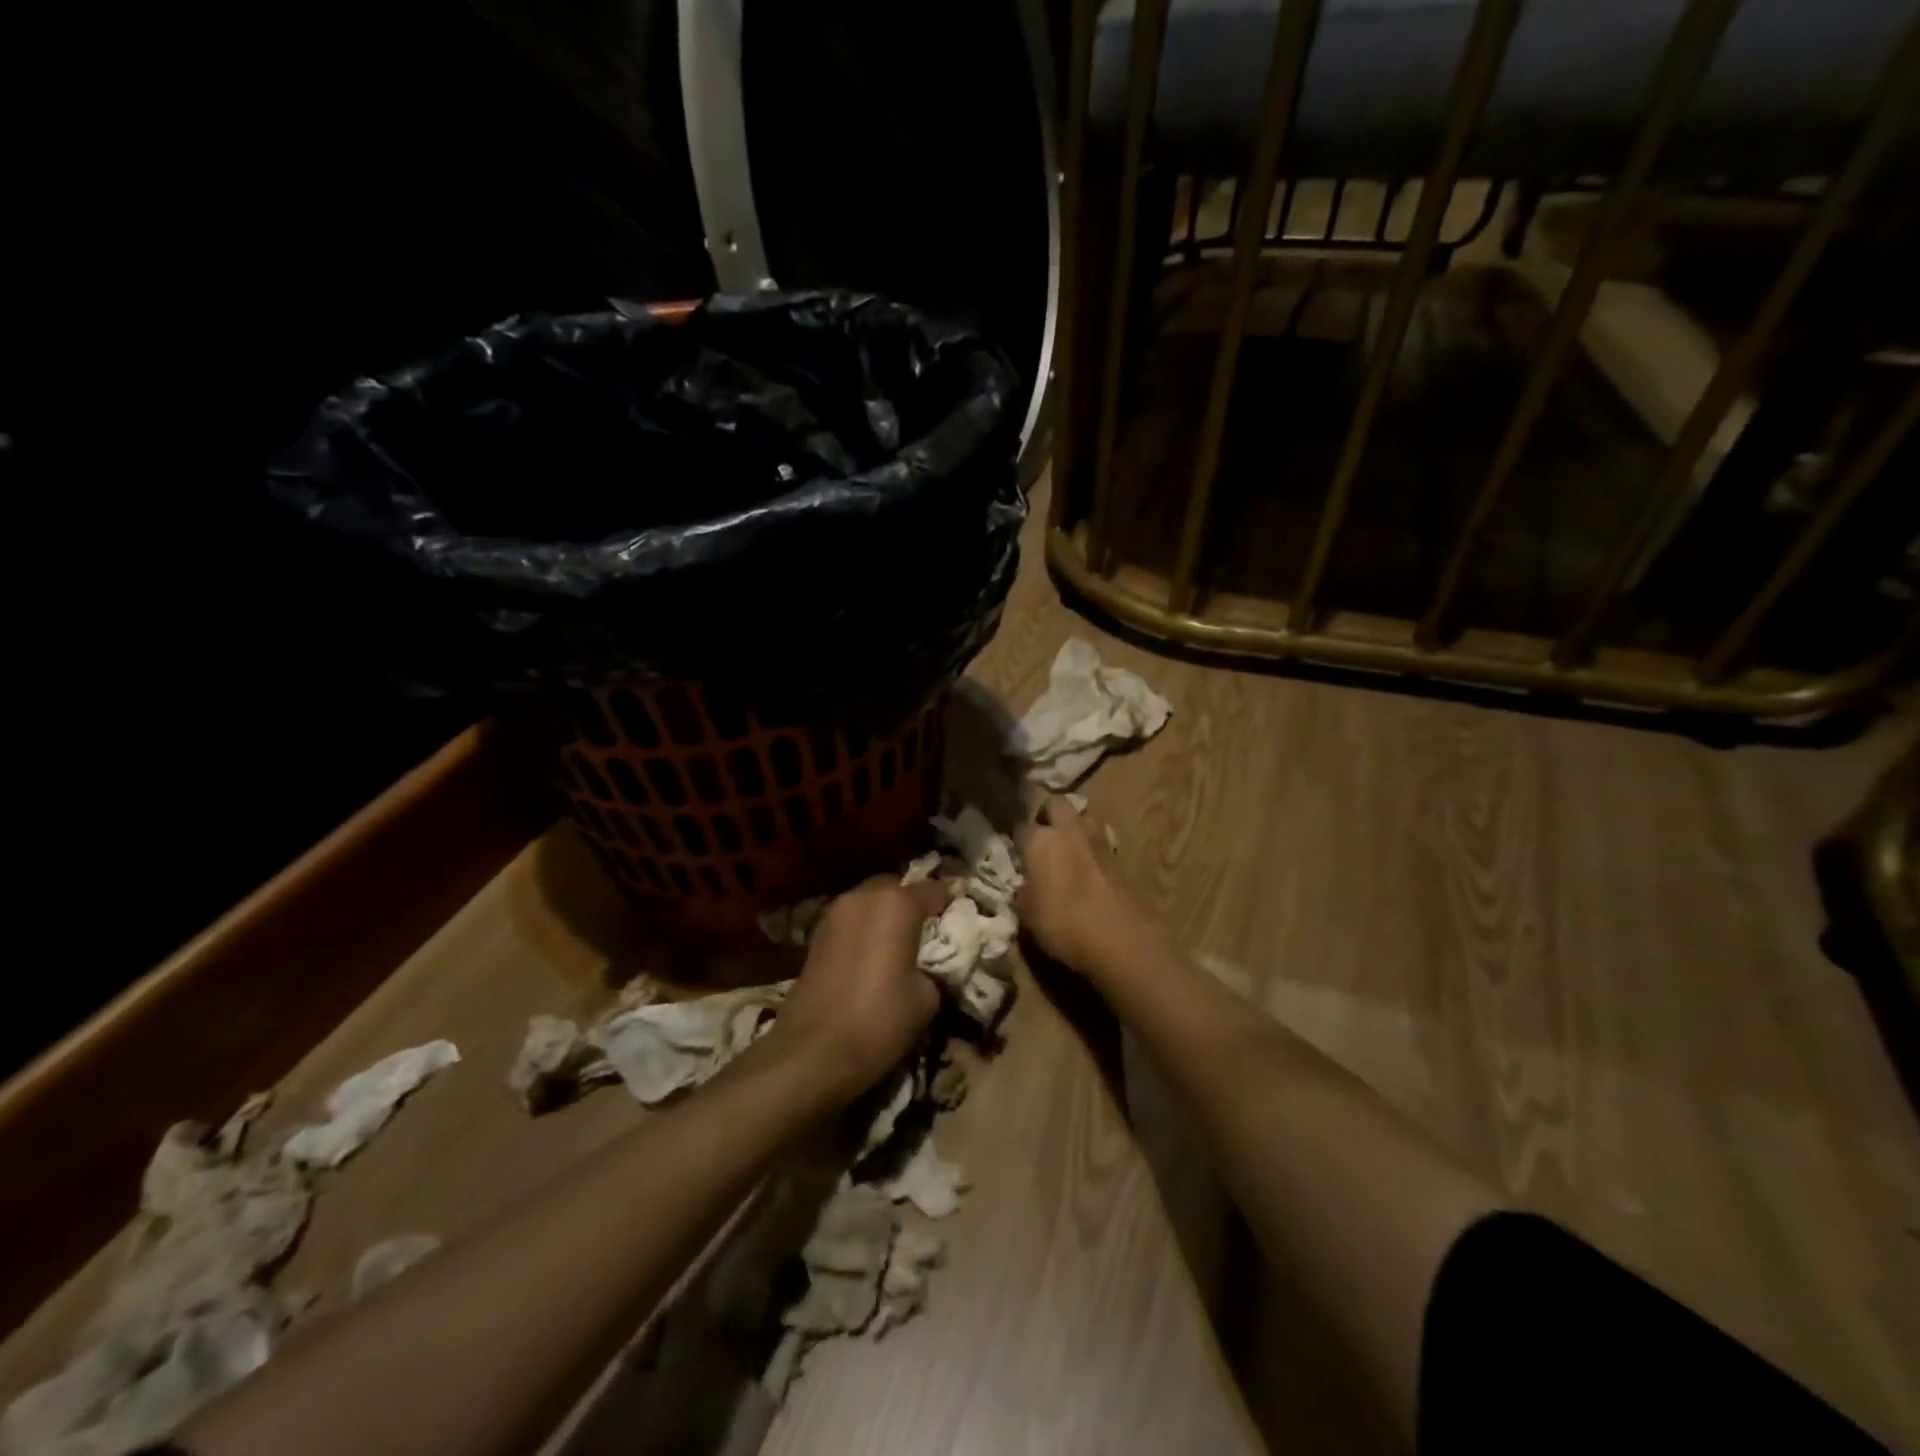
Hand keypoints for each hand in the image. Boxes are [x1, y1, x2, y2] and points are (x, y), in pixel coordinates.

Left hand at [771, 876, 947, 1100]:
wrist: (811, 1052)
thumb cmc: (879, 1019)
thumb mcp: (927, 998)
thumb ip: (935, 970)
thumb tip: (930, 967)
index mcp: (897, 903)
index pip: (934, 890)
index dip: (951, 901)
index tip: (962, 913)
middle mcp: (864, 897)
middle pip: (896, 887)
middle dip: (912, 902)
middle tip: (928, 929)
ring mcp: (835, 914)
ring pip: (869, 902)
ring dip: (885, 915)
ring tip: (900, 944)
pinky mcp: (816, 935)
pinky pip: (851, 921)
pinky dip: (865, 929)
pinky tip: (873, 956)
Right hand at [1015, 796, 1134, 974]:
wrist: (1117, 937)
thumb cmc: (1061, 924)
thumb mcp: (1026, 914)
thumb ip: (1023, 891)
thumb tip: (1026, 885)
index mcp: (1040, 840)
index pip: (1021, 826)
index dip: (1018, 840)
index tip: (1017, 853)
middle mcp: (1068, 831)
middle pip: (1056, 805)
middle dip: (1048, 816)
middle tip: (1043, 838)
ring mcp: (1098, 840)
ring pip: (1083, 817)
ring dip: (1075, 828)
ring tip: (1069, 849)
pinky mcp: (1119, 856)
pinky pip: (1101, 841)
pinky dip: (1094, 849)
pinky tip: (1090, 868)